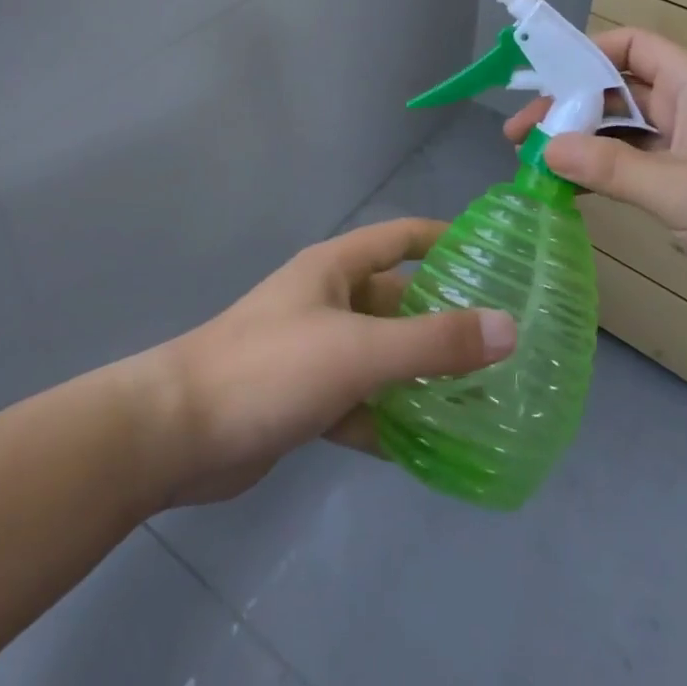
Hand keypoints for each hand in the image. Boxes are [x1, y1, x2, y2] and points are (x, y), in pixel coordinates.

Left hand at [150, 218, 516, 505]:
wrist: (177, 433)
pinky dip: (390, 419)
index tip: (494, 257)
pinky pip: (361, 402)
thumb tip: (509, 328)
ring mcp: (315, 352)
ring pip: (382, 356)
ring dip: (421, 375)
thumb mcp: (359, 351)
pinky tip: (430, 448)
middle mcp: (328, 302)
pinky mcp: (305, 399)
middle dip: (444, 320)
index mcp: (336, 269)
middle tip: (502, 344)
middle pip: (398, 302)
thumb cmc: (270, 368)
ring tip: (481, 397)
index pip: (400, 238)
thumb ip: (434, 342)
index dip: (445, 239)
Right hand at [505, 26, 686, 336]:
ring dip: (581, 144)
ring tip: (535, 164)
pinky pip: (635, 167)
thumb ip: (612, 167)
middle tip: (520, 136)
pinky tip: (571, 190)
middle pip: (617, 91)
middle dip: (569, 108)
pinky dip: (603, 173)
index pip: (631, 46)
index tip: (540, 80)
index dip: (585, 53)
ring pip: (622, 133)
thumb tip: (547, 148)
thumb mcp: (683, 189)